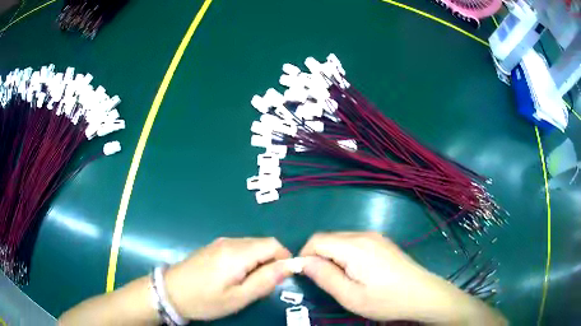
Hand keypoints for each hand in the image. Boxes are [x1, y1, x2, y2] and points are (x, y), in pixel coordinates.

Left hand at [165, 237, 291, 320]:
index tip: (282, 278)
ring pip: (252, 246)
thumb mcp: (238, 297)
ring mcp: (220, 242)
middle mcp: (230, 242)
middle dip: (271, 262)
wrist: (169, 292)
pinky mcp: (213, 247)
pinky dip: (247, 260)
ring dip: (259, 262)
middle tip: (264, 285)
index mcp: (237, 253)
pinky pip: (239, 248)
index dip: (284, 259)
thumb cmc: (205, 300)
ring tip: (249, 283)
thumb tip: (289, 266)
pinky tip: (236, 277)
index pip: (273, 245)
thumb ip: (265, 280)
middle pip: (263, 244)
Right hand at [299, 232, 505, 324]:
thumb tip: (302, 262)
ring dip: (332, 256)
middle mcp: (364, 235)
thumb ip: (325, 277)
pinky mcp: (382, 242)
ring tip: (342, 278)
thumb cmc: (386, 300)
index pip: (317, 240)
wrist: (423, 294)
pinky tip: (357, 272)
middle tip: (325, 280)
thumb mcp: (351, 296)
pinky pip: (354, 242)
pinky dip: (345, 254)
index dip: (305, 255)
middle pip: (328, 238)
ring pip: (341, 239)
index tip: (307, 275)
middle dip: (318, 256)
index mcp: (355, 247)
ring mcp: (376, 237)